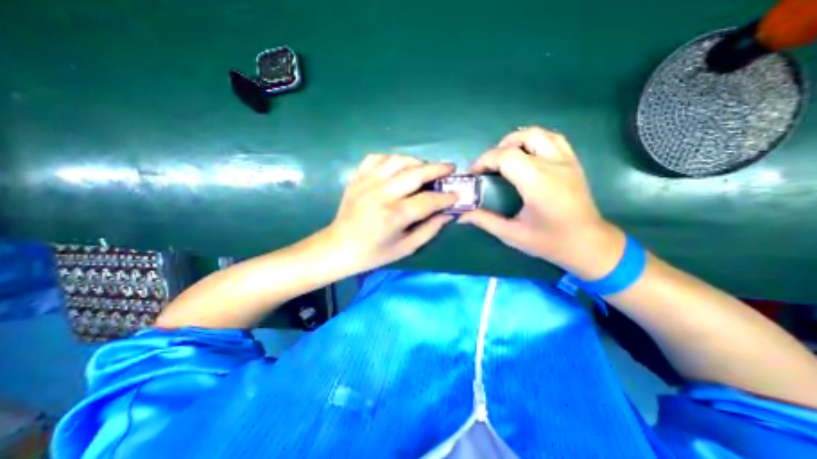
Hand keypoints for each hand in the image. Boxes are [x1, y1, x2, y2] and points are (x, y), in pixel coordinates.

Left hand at [320, 154, 459, 276]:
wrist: (338, 248)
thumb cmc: (372, 254)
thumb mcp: (405, 248)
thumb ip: (429, 230)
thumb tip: (448, 214)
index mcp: (394, 215)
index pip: (428, 200)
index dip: (446, 197)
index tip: (457, 195)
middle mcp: (381, 194)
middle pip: (415, 173)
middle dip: (437, 169)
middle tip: (450, 169)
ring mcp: (367, 182)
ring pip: (397, 160)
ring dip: (416, 161)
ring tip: (425, 169)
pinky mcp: (357, 178)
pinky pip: (376, 158)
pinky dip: (391, 159)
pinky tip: (398, 167)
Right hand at [459, 128, 627, 280]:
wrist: (589, 244)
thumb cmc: (549, 242)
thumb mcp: (512, 234)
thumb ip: (485, 221)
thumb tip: (461, 216)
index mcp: (538, 183)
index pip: (506, 156)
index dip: (485, 160)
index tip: (475, 173)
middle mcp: (554, 166)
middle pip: (522, 138)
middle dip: (498, 148)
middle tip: (489, 166)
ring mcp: (567, 161)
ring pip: (540, 133)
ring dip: (517, 140)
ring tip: (505, 158)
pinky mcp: (574, 163)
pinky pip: (554, 139)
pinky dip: (535, 141)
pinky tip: (527, 156)